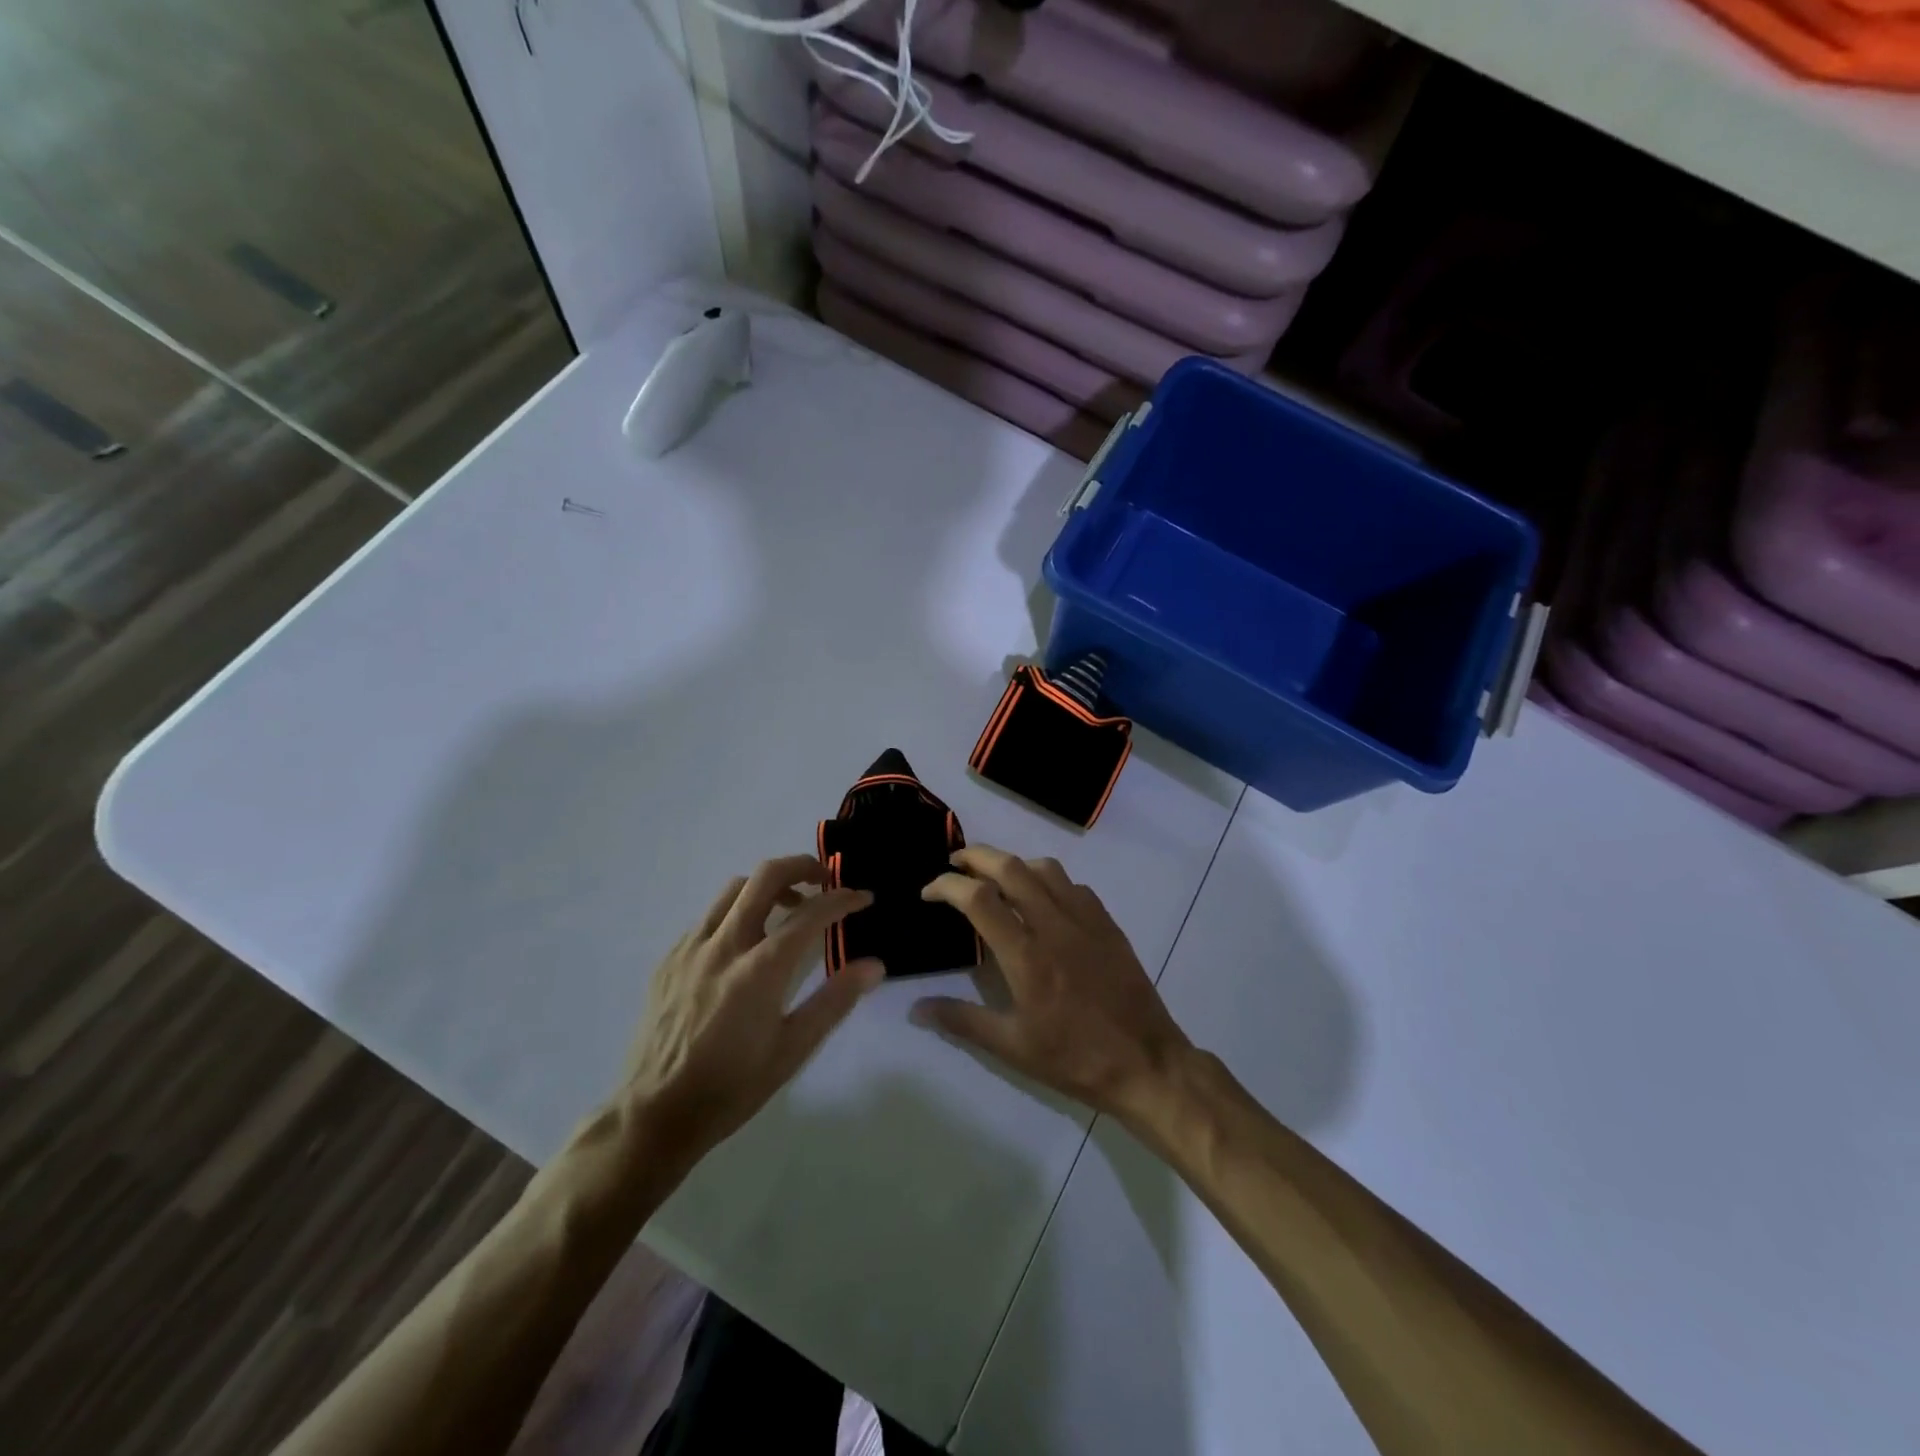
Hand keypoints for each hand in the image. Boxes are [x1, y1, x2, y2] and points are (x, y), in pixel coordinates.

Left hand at [619, 856, 883, 1164]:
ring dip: (768, 886)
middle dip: (802, 865)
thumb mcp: (793, 1050)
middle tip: (825, 880)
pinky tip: (744, 943)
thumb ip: (835, 1001)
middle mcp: (724, 946)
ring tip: (788, 908)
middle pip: (765, 877)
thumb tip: (874, 965)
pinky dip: (736, 912)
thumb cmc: (732, 1087)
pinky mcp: (669, 959)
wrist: (654, 1114)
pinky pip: (708, 917)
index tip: (864, 897)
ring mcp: (690, 948)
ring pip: (734, 889)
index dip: (843, 899)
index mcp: (759, 970)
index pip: (810, 914)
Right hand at [912, 846, 1191, 1121]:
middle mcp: (1054, 925)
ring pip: (1045, 868)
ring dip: (1013, 863)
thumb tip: (915, 1009)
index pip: (979, 899)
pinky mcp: (1108, 925)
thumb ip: (961, 1021)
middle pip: (1010, 867)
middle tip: (954, 864)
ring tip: (995, 877)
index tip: (928, 892)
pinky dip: (1048, 880)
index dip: (947, 886)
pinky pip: (1073, 886)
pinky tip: (1042, 900)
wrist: (1146, 1063)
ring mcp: (1086, 920)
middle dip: (976, 856)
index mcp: (1026, 954)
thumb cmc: (1074, 1058)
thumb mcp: (1012, 1047)